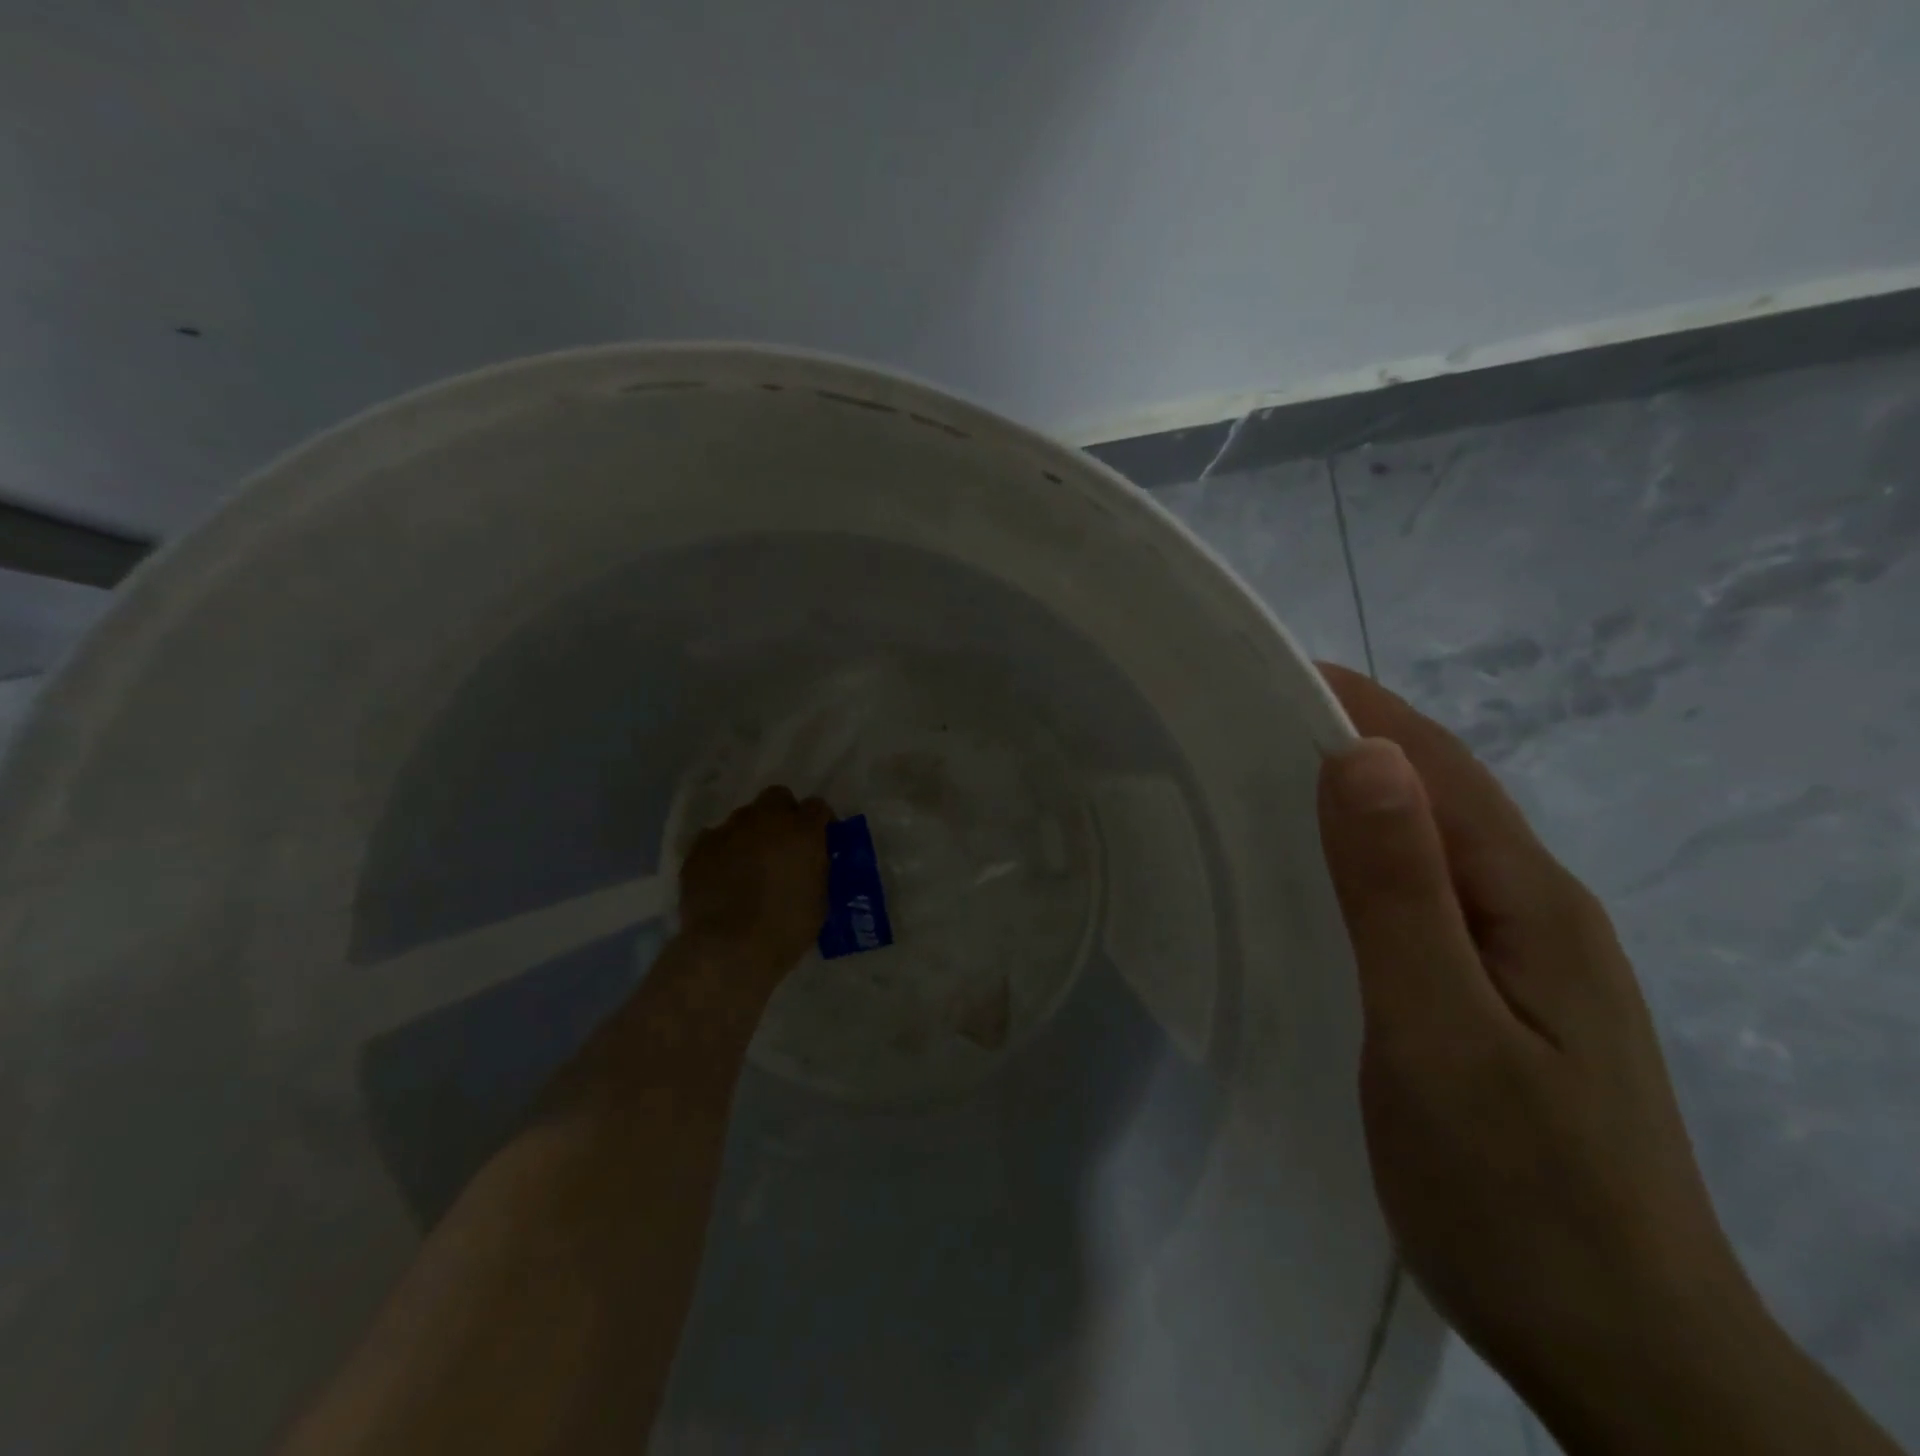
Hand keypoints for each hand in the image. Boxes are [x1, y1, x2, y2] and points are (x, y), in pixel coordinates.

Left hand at [679, 785, 832, 975]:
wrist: (729, 948)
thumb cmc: (785, 929)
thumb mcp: (820, 899)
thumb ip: (816, 869)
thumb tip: (810, 862)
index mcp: (803, 831)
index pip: (817, 807)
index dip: (819, 822)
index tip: (819, 841)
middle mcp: (766, 820)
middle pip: (777, 797)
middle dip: (783, 814)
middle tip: (783, 844)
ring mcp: (729, 830)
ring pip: (744, 817)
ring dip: (751, 833)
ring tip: (749, 864)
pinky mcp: (699, 848)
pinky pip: (714, 839)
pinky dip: (722, 851)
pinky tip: (722, 876)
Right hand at [1313, 664, 1775, 1445]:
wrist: (1627, 1354)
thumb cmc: (1518, 1193)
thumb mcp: (1440, 1034)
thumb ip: (1399, 894)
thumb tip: (1363, 758)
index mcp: (1526, 900)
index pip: (1433, 764)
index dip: (1355, 707)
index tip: (1266, 673)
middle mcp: (1534, 908)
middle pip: (1435, 792)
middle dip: (1348, 739)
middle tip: (1241, 725)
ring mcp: (1524, 956)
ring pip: (1430, 842)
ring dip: (1356, 796)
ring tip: (1261, 783)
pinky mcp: (1500, 995)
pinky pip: (1425, 894)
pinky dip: (1367, 858)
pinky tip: (1321, 880)